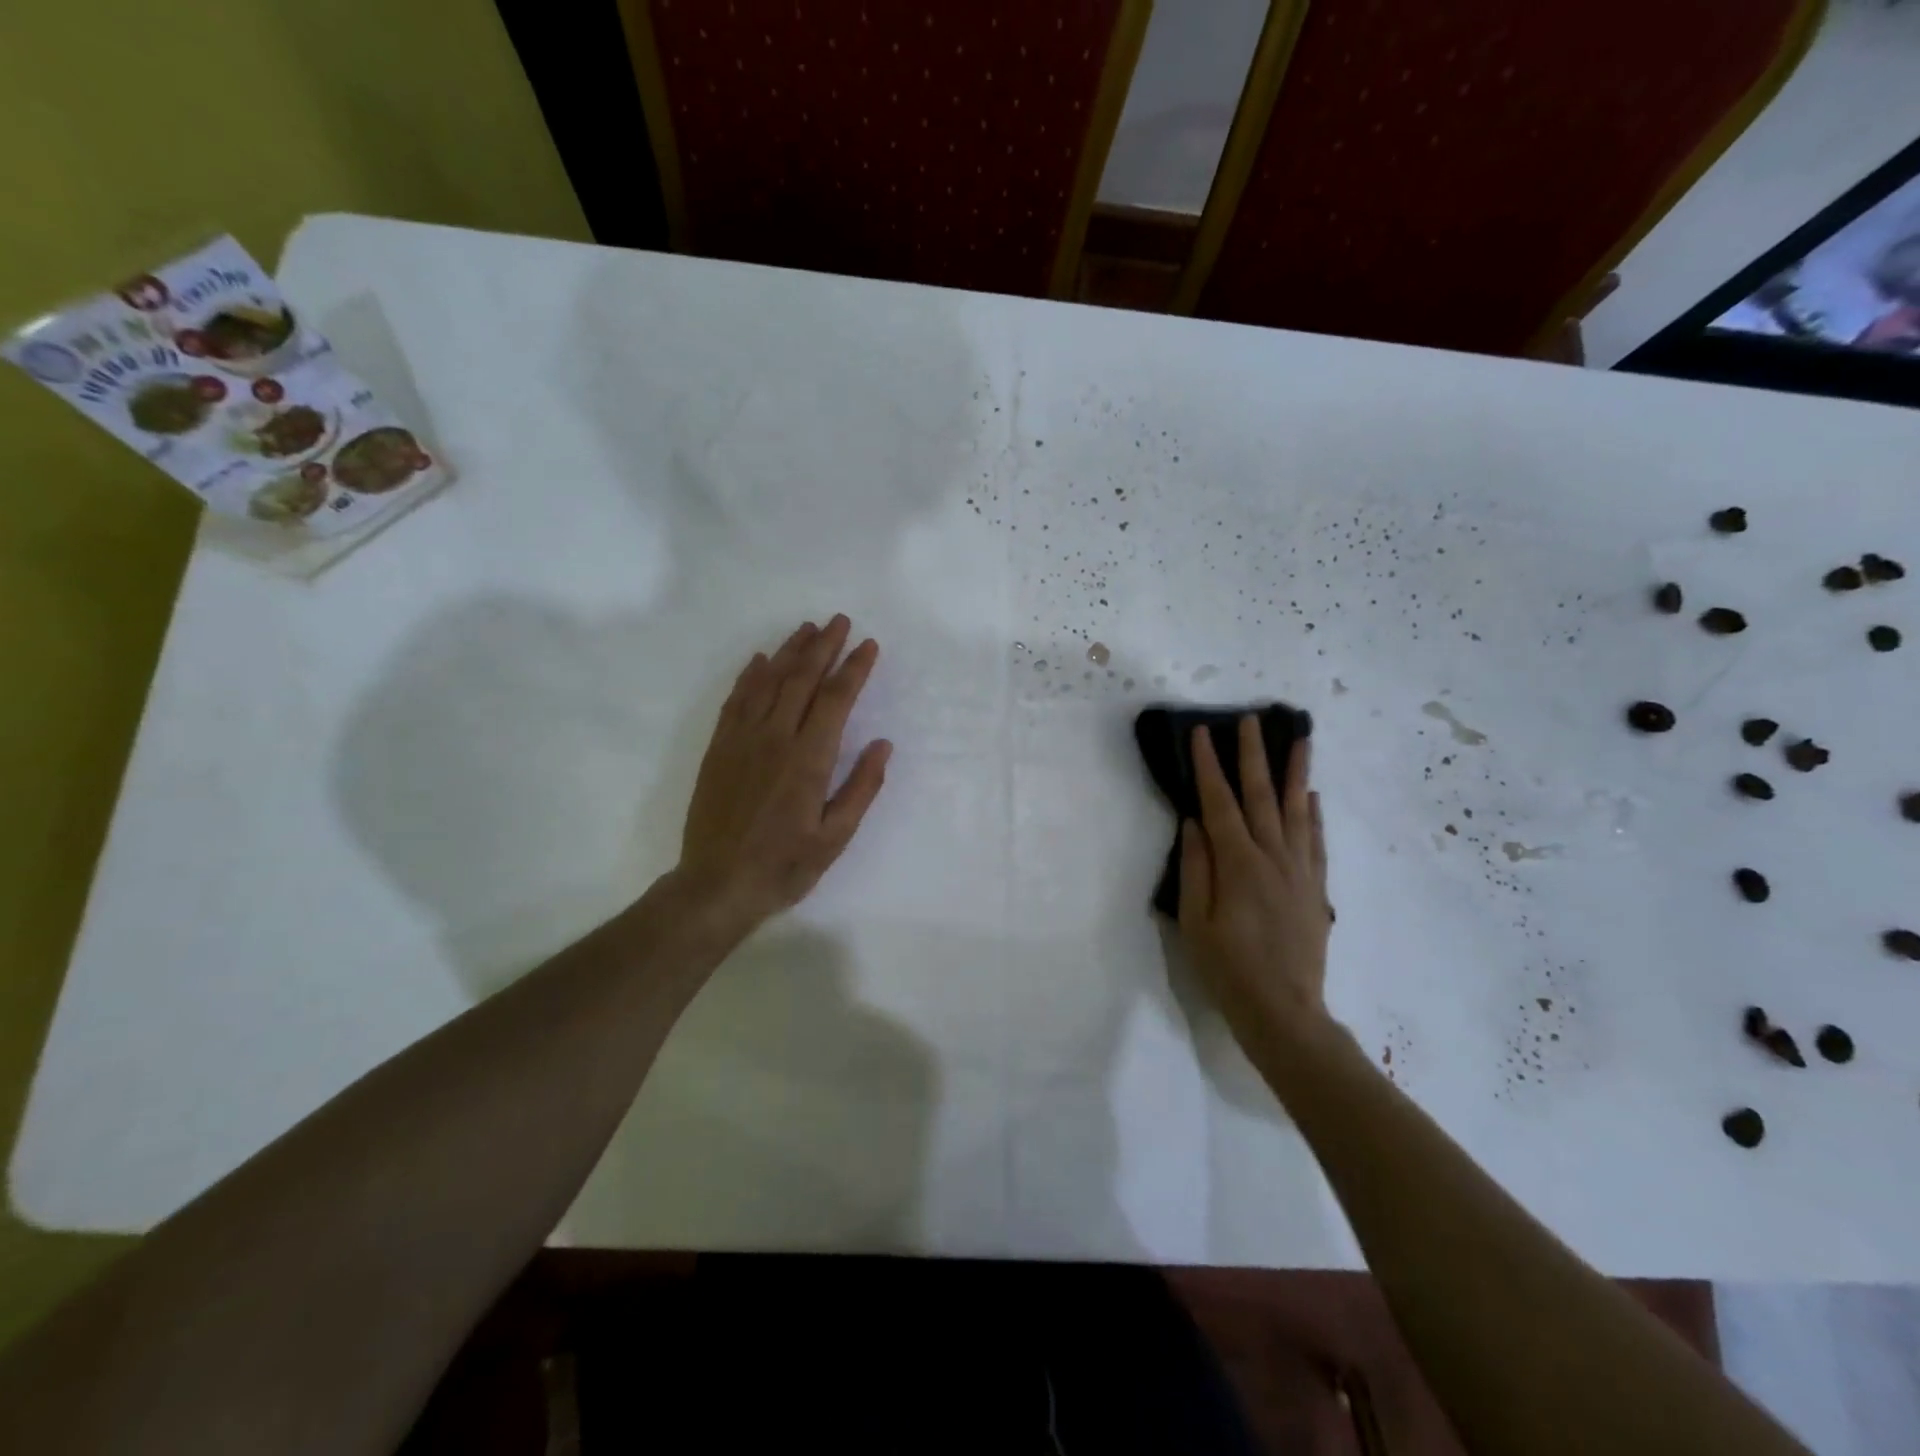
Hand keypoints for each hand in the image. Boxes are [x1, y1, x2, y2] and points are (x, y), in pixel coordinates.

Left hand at [676, 615, 890, 933]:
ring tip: (807, 628)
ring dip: (790, 652)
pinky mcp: (719, 748)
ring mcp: (742, 740)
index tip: (868, 645)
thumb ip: (861, 787)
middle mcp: (775, 738)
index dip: (854, 668)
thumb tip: (883, 744)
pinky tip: (761, 660)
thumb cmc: (785, 865)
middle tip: (839, 621)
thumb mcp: (835, 837)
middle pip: (802, 679)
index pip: (836, 699)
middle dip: (824, 646)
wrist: (717, 885)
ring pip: (768, 682)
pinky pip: (736, 700)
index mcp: (809, 759)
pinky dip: (750, 676)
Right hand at [1179, 717, 1333, 1065]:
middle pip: (1262, 795)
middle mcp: (1273, 857)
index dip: (1209, 766)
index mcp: (1238, 863)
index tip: (1202, 732)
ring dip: (1296, 771)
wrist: (1284, 1011)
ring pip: (1298, 809)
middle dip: (1254, 754)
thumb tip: (1194, 822)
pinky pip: (1317, 840)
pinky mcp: (1316, 888)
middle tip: (1252, 719)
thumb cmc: (1228, 968)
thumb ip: (1194, 867)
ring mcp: (1300, 871)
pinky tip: (1313, 795)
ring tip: (1299, 738)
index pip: (1220, 802)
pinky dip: (1315, 813)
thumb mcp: (1194, 921)